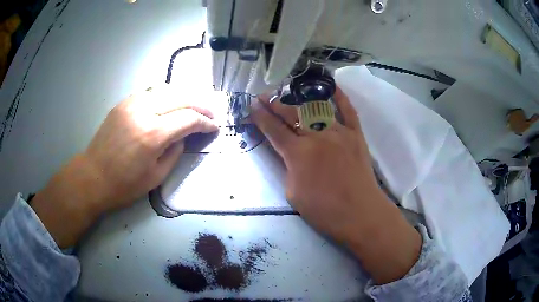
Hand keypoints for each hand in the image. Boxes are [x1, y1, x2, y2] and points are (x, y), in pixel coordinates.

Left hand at [31, 87, 217, 247]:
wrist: (93, 176)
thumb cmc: (124, 184)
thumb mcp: (157, 176)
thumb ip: (175, 151)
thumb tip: (183, 135)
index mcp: (153, 134)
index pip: (189, 118)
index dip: (206, 122)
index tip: (215, 127)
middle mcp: (144, 111)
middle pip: (181, 97)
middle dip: (201, 104)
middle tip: (211, 112)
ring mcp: (132, 103)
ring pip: (167, 90)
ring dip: (184, 96)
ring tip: (194, 106)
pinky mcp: (123, 103)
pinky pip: (151, 93)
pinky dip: (166, 96)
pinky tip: (170, 104)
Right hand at [251, 87, 420, 283]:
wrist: (360, 213)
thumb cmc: (324, 210)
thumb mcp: (293, 194)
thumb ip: (288, 168)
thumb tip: (290, 154)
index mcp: (298, 153)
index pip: (273, 129)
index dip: (260, 116)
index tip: (252, 105)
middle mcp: (317, 136)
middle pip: (291, 114)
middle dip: (275, 104)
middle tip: (265, 97)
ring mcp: (339, 132)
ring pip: (316, 109)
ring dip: (299, 99)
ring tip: (289, 93)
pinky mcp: (356, 134)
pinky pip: (348, 110)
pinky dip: (340, 97)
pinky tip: (331, 86)